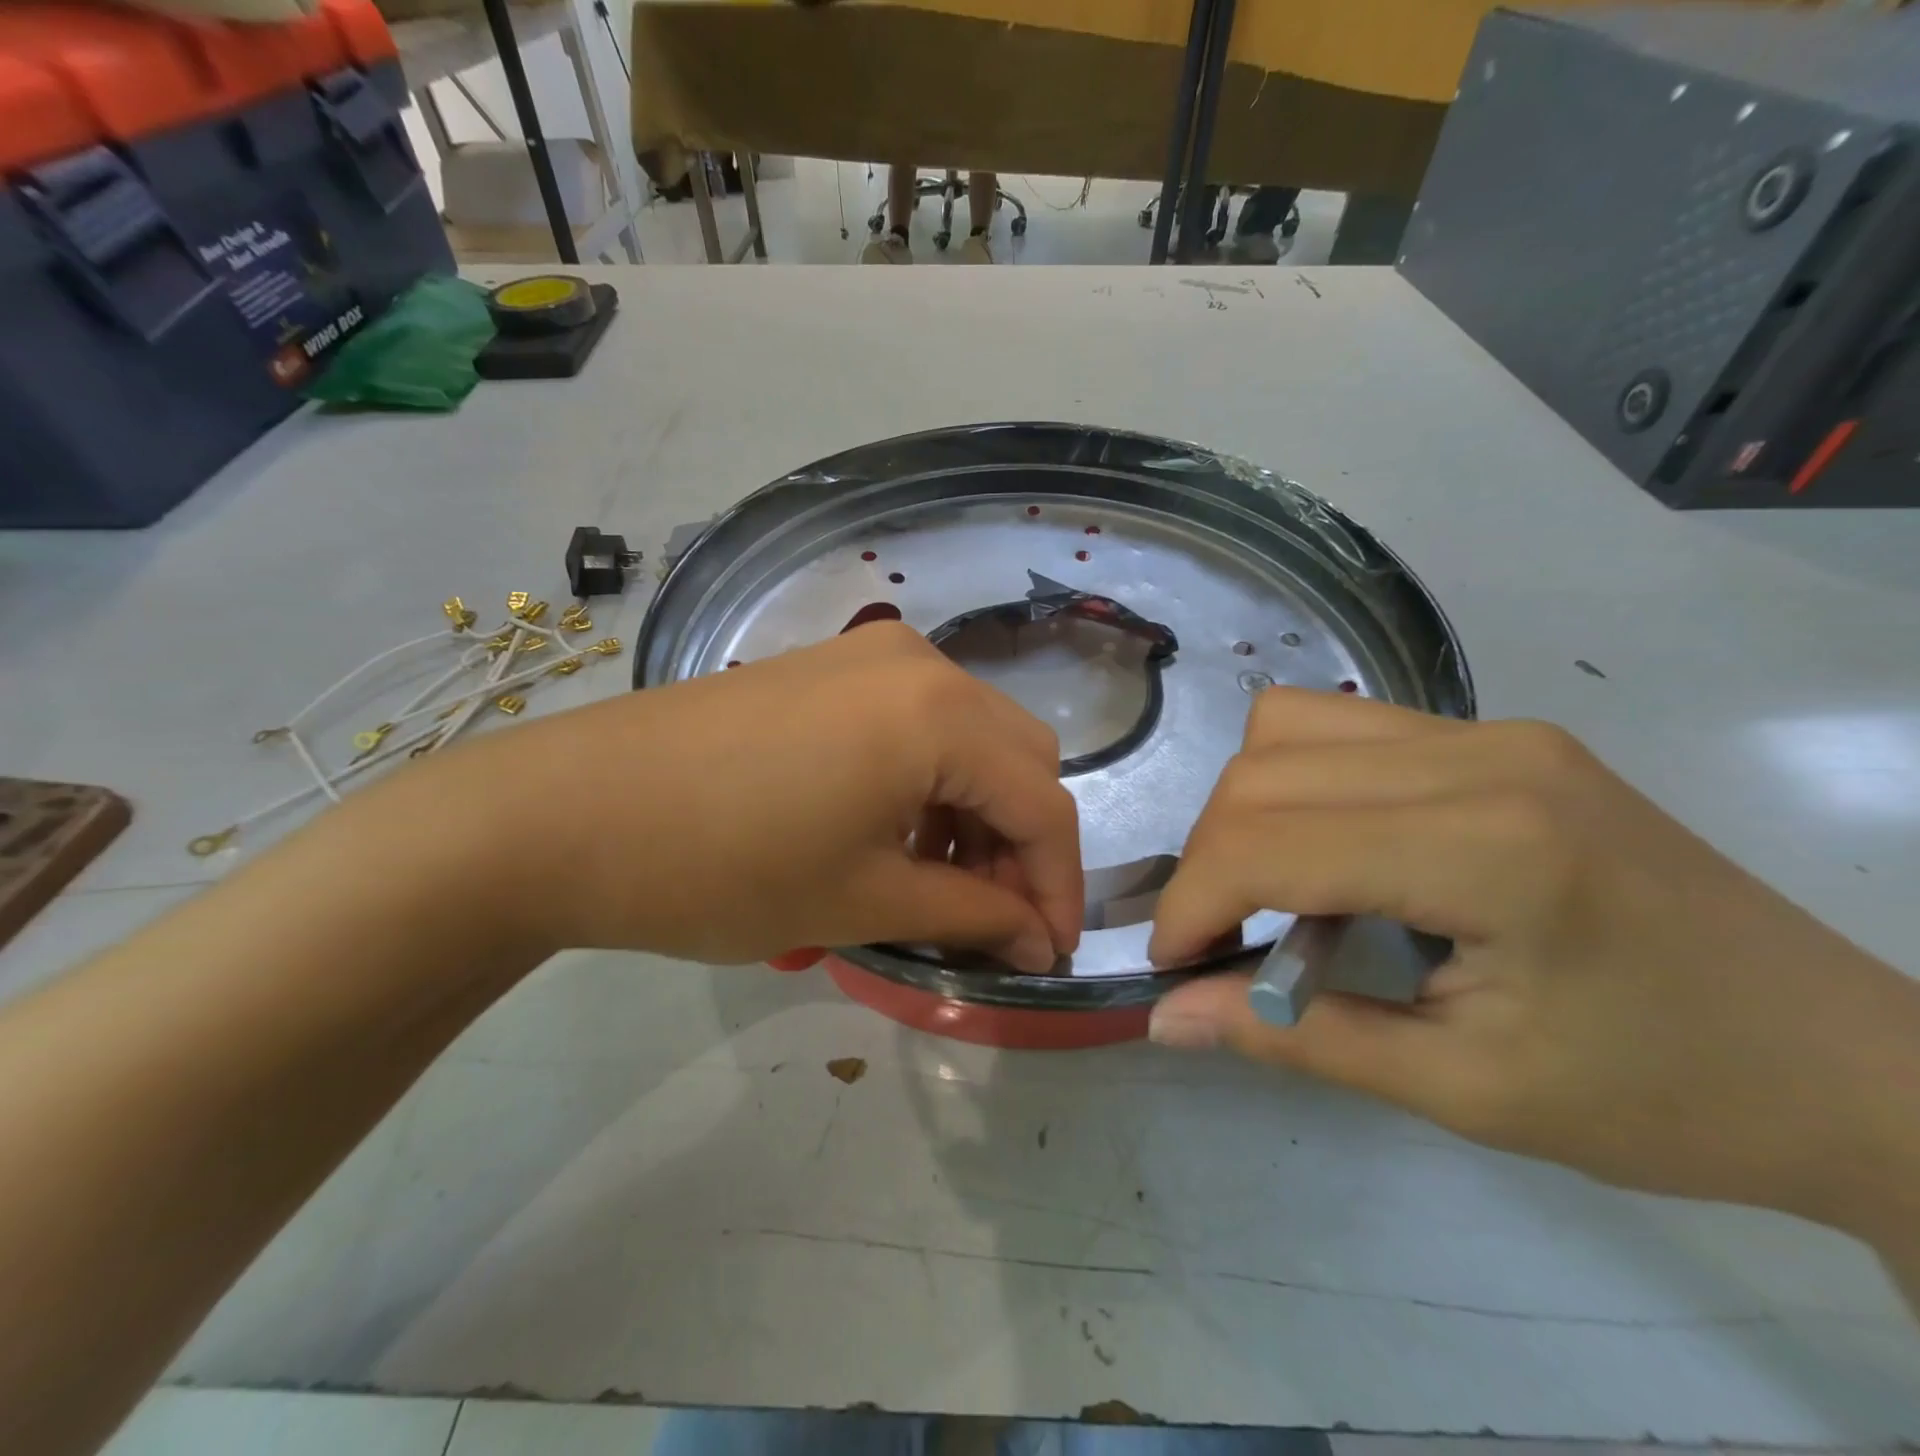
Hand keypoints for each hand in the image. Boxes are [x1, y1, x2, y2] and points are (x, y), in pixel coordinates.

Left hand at [428, 621, 1081, 971]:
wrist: (563, 812)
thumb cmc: (721, 867)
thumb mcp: (862, 900)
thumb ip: (973, 916)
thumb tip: (1037, 941)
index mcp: (940, 714)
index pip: (1043, 806)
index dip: (1058, 889)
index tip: (1048, 958)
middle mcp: (920, 663)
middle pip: (1019, 759)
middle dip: (1022, 845)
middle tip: (991, 920)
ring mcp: (870, 655)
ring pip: (972, 738)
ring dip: (977, 813)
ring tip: (939, 884)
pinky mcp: (829, 667)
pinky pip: (918, 721)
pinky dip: (931, 781)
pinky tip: (894, 832)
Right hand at [1146, 688, 1919, 1236]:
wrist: (1858, 1064)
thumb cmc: (1665, 1098)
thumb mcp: (1464, 1090)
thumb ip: (1296, 1038)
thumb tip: (1166, 1017)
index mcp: (1486, 846)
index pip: (1269, 842)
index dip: (1193, 902)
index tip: (1173, 965)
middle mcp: (1480, 755)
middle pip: (1263, 771)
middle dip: (1209, 858)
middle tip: (1220, 939)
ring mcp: (1493, 731)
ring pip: (1289, 726)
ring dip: (1246, 810)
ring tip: (1272, 889)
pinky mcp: (1499, 735)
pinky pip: (1343, 728)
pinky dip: (1297, 784)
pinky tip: (1332, 852)